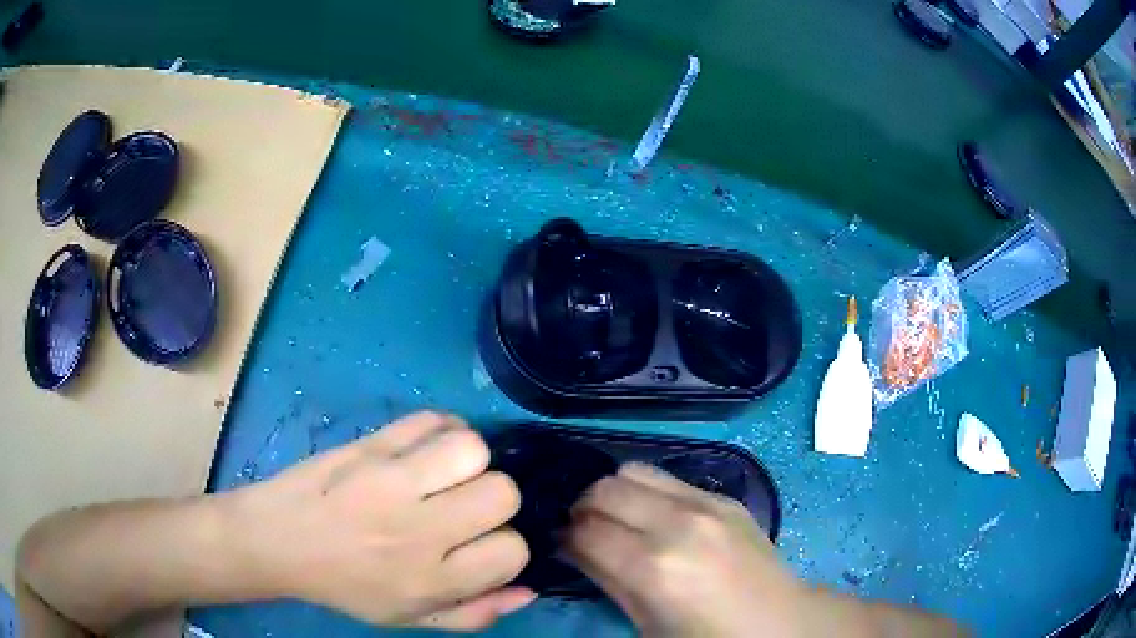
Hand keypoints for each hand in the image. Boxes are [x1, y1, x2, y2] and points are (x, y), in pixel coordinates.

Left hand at [226, 411, 533, 630]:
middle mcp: (418, 529)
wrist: (279, 539)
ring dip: (471, 461)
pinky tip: (428, 449)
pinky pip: (432, 419)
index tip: (481, 546)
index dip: (505, 547)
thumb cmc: (345, 586)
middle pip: (502, 493)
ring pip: (472, 448)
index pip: (511, 550)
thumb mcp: (408, 619)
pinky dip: (443, 429)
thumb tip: (528, 590)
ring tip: (448, 474)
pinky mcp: (371, 443)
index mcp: (429, 579)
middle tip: (465, 507)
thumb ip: (473, 614)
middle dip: (496, 500)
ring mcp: (391, 480)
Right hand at [566, 462, 808, 636]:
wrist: (778, 621)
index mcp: (654, 568)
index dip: (565, 536)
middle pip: (604, 489)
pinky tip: (654, 517)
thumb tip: (572, 546)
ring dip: (614, 492)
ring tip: (617, 518)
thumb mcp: (645, 622)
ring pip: (634, 470)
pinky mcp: (724, 497)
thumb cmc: (706, 637)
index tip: (562, 544)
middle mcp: (678, 524)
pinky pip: (669, 478)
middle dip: (583, 508)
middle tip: (586, 530)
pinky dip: (648, 492)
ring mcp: (706, 504)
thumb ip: (605, 579)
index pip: (585, 531)